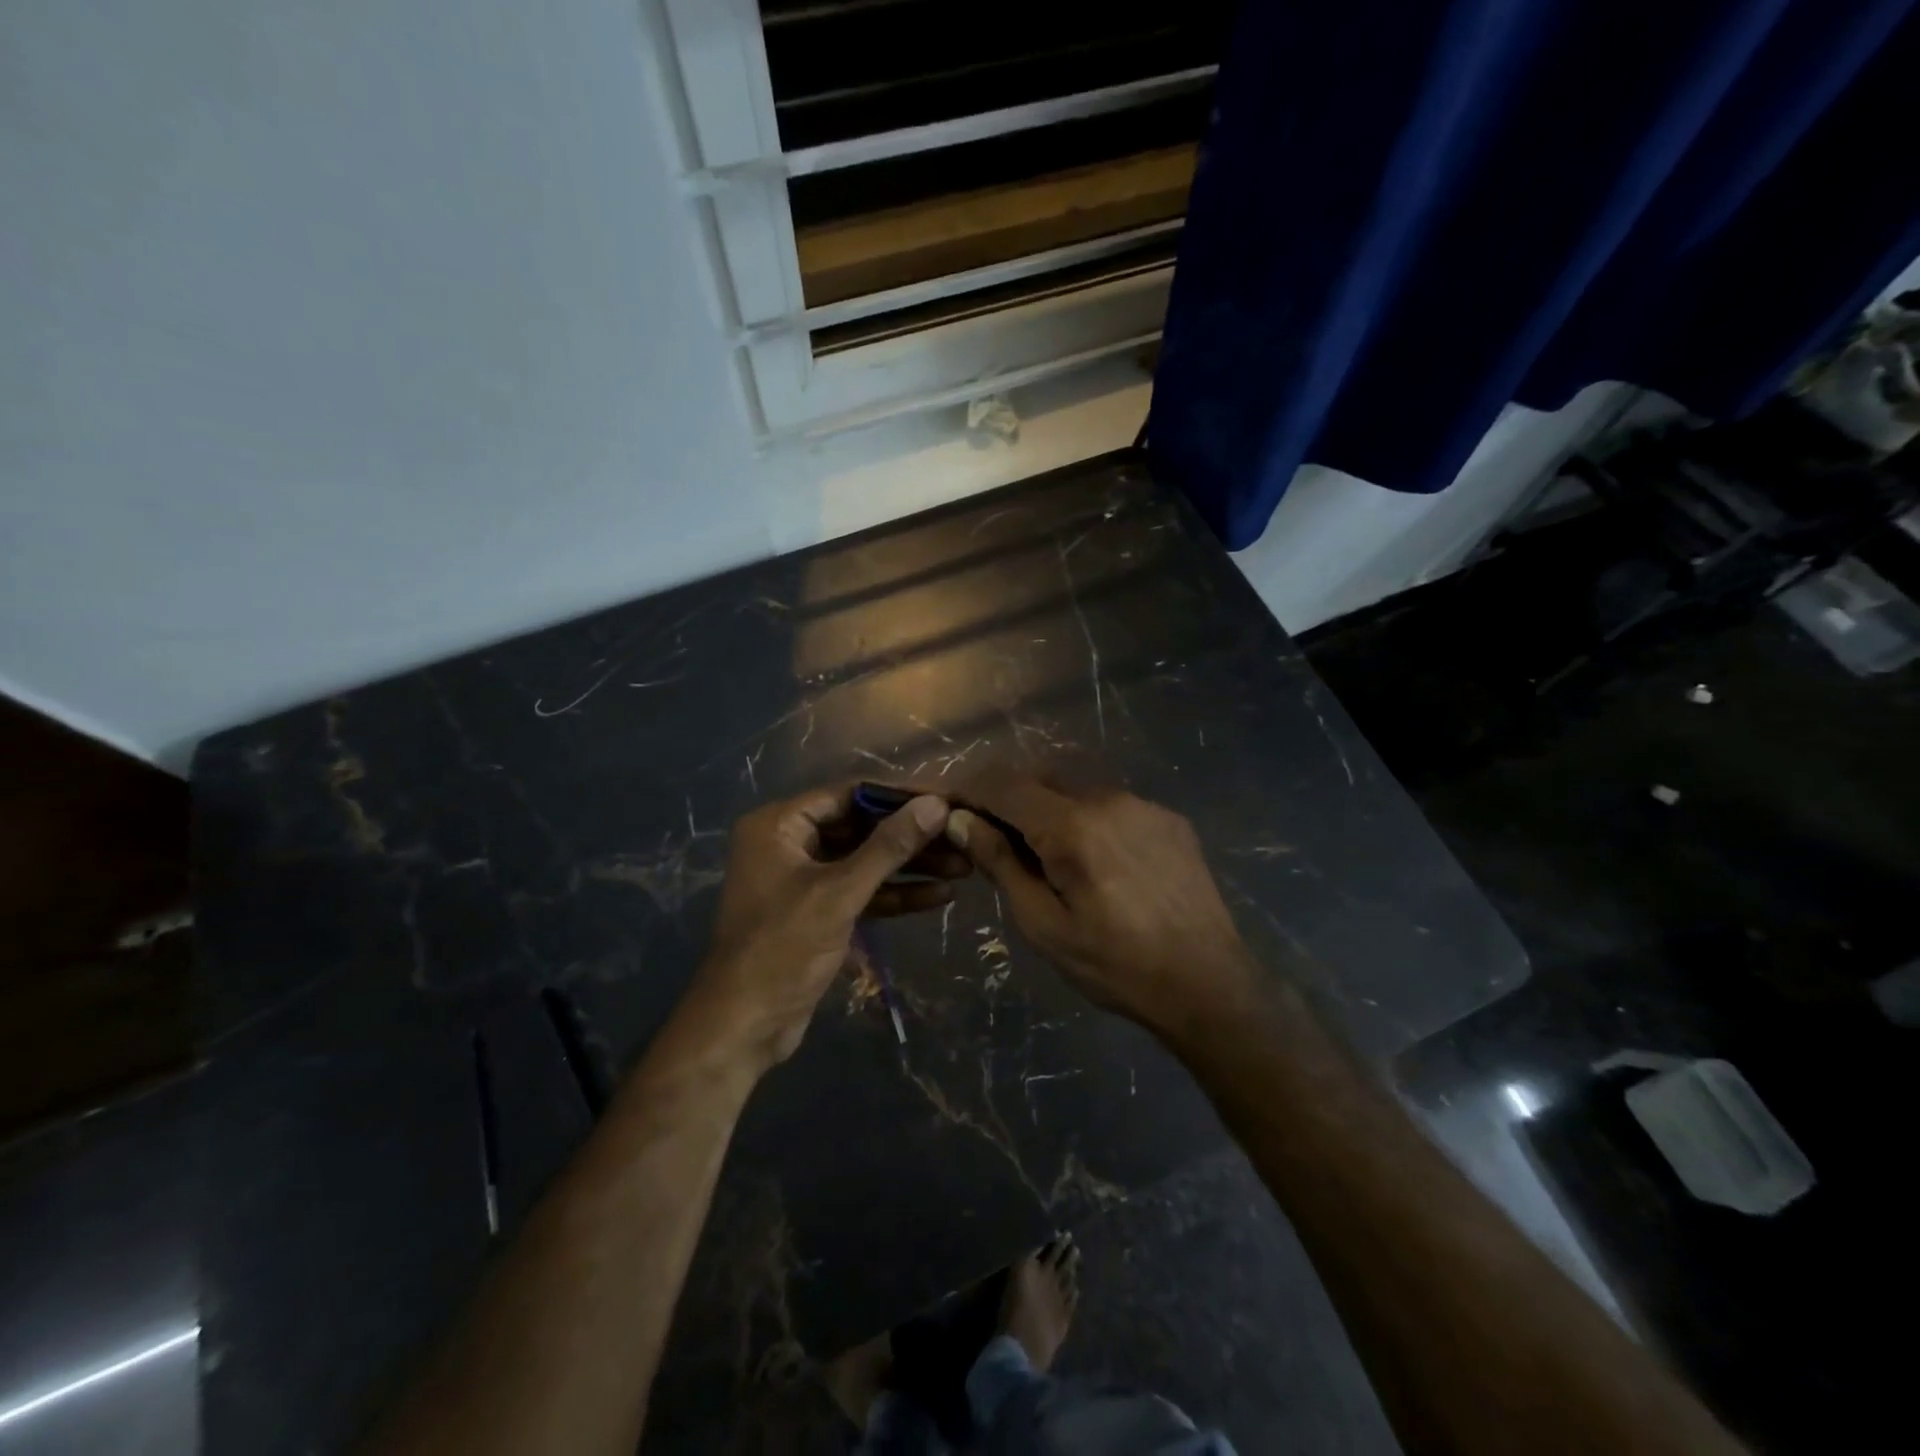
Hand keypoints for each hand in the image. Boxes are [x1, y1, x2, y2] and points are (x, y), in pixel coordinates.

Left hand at [689, 783, 958, 1068]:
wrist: (745, 1026)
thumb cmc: (783, 948)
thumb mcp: (840, 892)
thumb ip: (889, 846)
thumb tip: (936, 804)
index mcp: (779, 825)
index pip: (849, 794)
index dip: (899, 797)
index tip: (946, 799)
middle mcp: (789, 843)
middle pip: (861, 827)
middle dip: (911, 836)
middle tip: (961, 836)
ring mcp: (804, 878)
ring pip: (865, 861)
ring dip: (910, 866)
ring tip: (964, 867)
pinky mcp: (818, 911)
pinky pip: (861, 891)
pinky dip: (895, 894)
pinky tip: (940, 896)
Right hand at [945, 774, 1256, 1036]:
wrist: (1208, 984)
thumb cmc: (1115, 965)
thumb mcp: (1043, 924)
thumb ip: (999, 863)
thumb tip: (960, 820)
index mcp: (1071, 826)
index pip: (1002, 785)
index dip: (968, 790)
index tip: (947, 807)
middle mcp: (1107, 798)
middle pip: (1038, 780)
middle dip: (1005, 800)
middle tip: (990, 839)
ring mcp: (1143, 804)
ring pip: (1075, 791)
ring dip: (1047, 811)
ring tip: (1046, 858)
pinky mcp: (1168, 818)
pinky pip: (1111, 806)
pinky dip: (1087, 820)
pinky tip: (1096, 863)